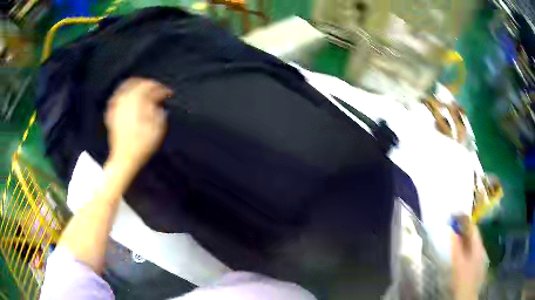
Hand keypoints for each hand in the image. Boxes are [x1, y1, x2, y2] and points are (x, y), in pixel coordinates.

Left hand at [105, 78, 171, 172]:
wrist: (124, 159)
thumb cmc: (142, 145)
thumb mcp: (157, 128)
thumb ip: (159, 110)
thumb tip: (158, 102)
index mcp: (136, 100)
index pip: (151, 86)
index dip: (162, 89)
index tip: (169, 95)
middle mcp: (125, 99)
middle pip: (138, 83)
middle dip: (150, 85)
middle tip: (158, 91)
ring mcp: (116, 106)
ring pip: (126, 86)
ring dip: (137, 87)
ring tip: (145, 91)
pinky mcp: (111, 113)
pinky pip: (117, 96)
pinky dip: (124, 93)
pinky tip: (129, 97)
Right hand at [451, 217, 487, 299]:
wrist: (467, 294)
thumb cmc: (462, 278)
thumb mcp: (458, 263)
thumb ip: (456, 246)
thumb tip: (453, 230)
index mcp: (478, 245)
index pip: (473, 227)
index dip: (464, 219)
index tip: (455, 213)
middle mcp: (481, 247)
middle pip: (474, 234)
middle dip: (465, 227)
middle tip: (454, 223)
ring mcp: (480, 256)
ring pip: (473, 242)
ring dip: (466, 236)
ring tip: (457, 233)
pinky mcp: (478, 263)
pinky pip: (473, 249)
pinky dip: (467, 245)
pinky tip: (462, 248)